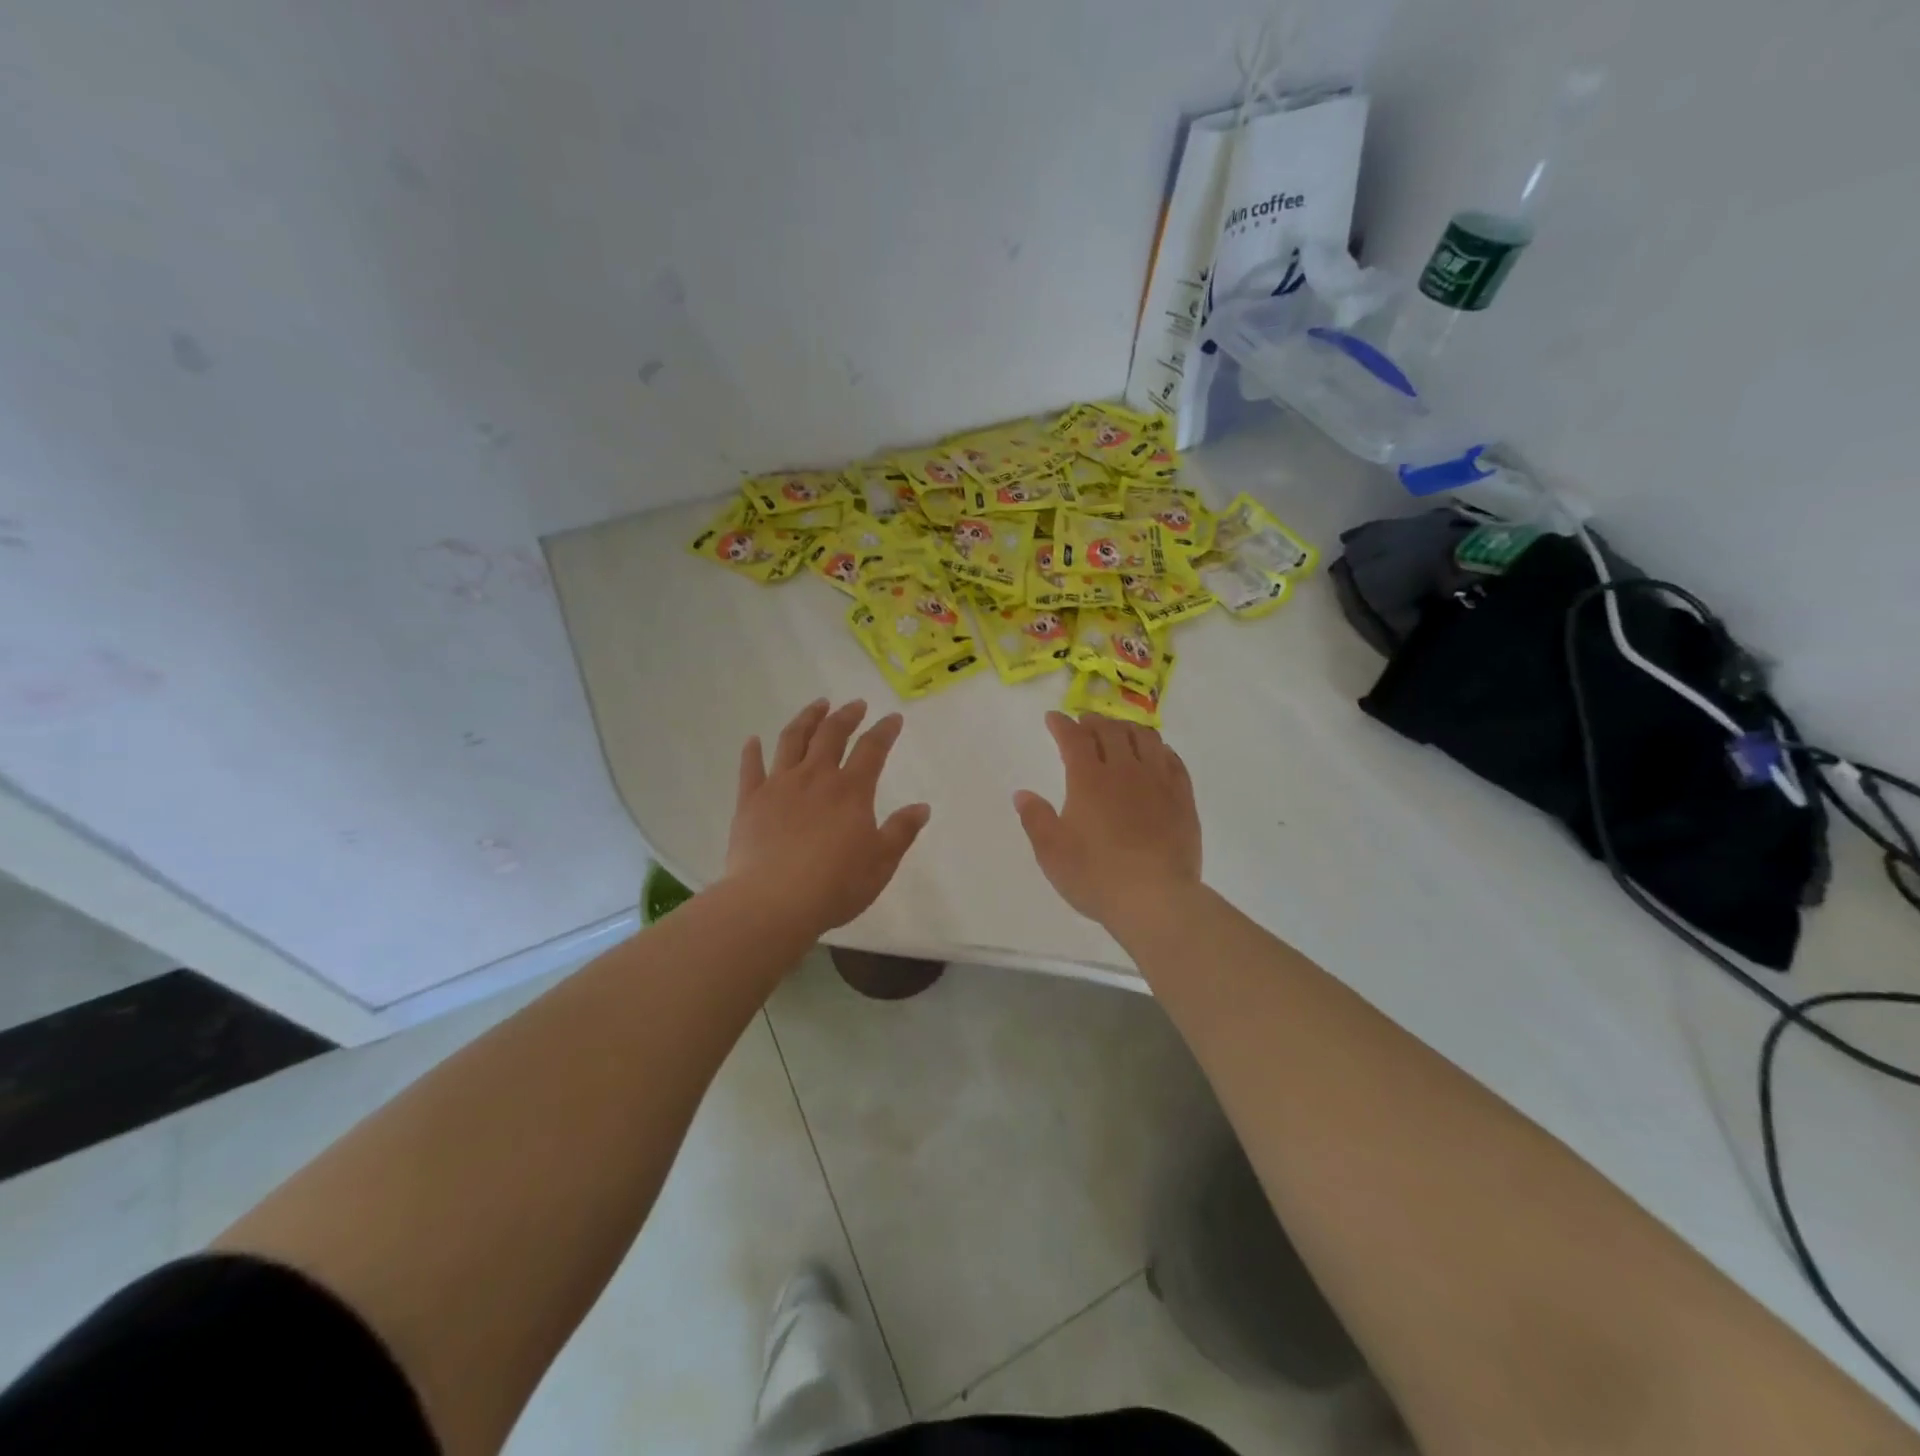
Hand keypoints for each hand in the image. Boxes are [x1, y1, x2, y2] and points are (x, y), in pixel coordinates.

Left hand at [724, 698, 930, 935]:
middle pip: (831, 735)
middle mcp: (815, 778)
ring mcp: (779, 786)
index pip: (872, 749)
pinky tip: (753, 741)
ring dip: (806, 719)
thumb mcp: (881, 863)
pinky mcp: (749, 801)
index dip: (884, 730)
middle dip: (846, 716)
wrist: (773, 901)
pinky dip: (752, 752)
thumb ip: (901, 831)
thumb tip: (922, 807)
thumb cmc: (835, 885)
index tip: (893, 718)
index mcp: (851, 791)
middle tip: (855, 704)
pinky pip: (750, 768)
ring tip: (817, 706)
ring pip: (792, 740)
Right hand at [1013, 711, 1202, 939]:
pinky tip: (1156, 754)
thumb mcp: (1051, 852)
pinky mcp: (1183, 798)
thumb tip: (1022, 794)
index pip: (1074, 738)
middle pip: (1111, 731)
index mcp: (1089, 779)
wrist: (1155, 898)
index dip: (1062, 725)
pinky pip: (1173, 761)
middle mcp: (1125, 771)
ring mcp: (1158, 782)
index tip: (1053, 719)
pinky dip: (1160, 749)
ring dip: (1128, 728)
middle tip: (1084, 722)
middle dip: (1093, 721)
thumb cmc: (1095, 876)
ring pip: (1146, 739)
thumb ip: (1035, 818)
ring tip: (1120, 732)